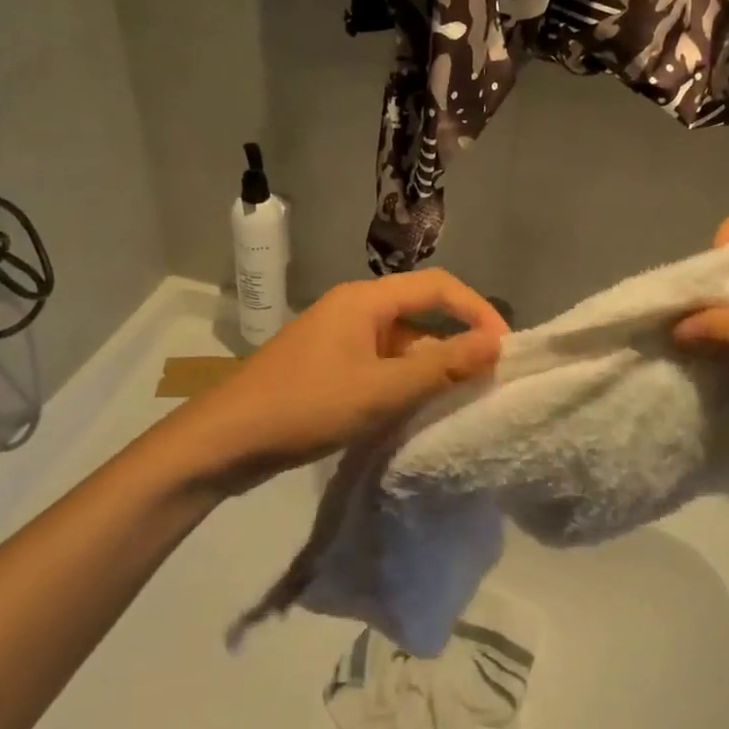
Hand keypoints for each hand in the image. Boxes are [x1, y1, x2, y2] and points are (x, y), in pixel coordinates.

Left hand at [178, 270, 507, 487]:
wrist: (224, 441)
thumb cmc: (307, 406)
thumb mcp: (382, 389)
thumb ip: (442, 365)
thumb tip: (497, 343)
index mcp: (365, 300)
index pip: (438, 286)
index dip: (477, 311)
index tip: (504, 348)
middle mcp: (353, 310)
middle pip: (419, 315)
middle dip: (454, 345)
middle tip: (483, 383)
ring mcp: (336, 340)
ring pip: (399, 346)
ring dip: (428, 369)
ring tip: (453, 405)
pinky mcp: (325, 368)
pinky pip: (378, 366)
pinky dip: (401, 384)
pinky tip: (410, 415)